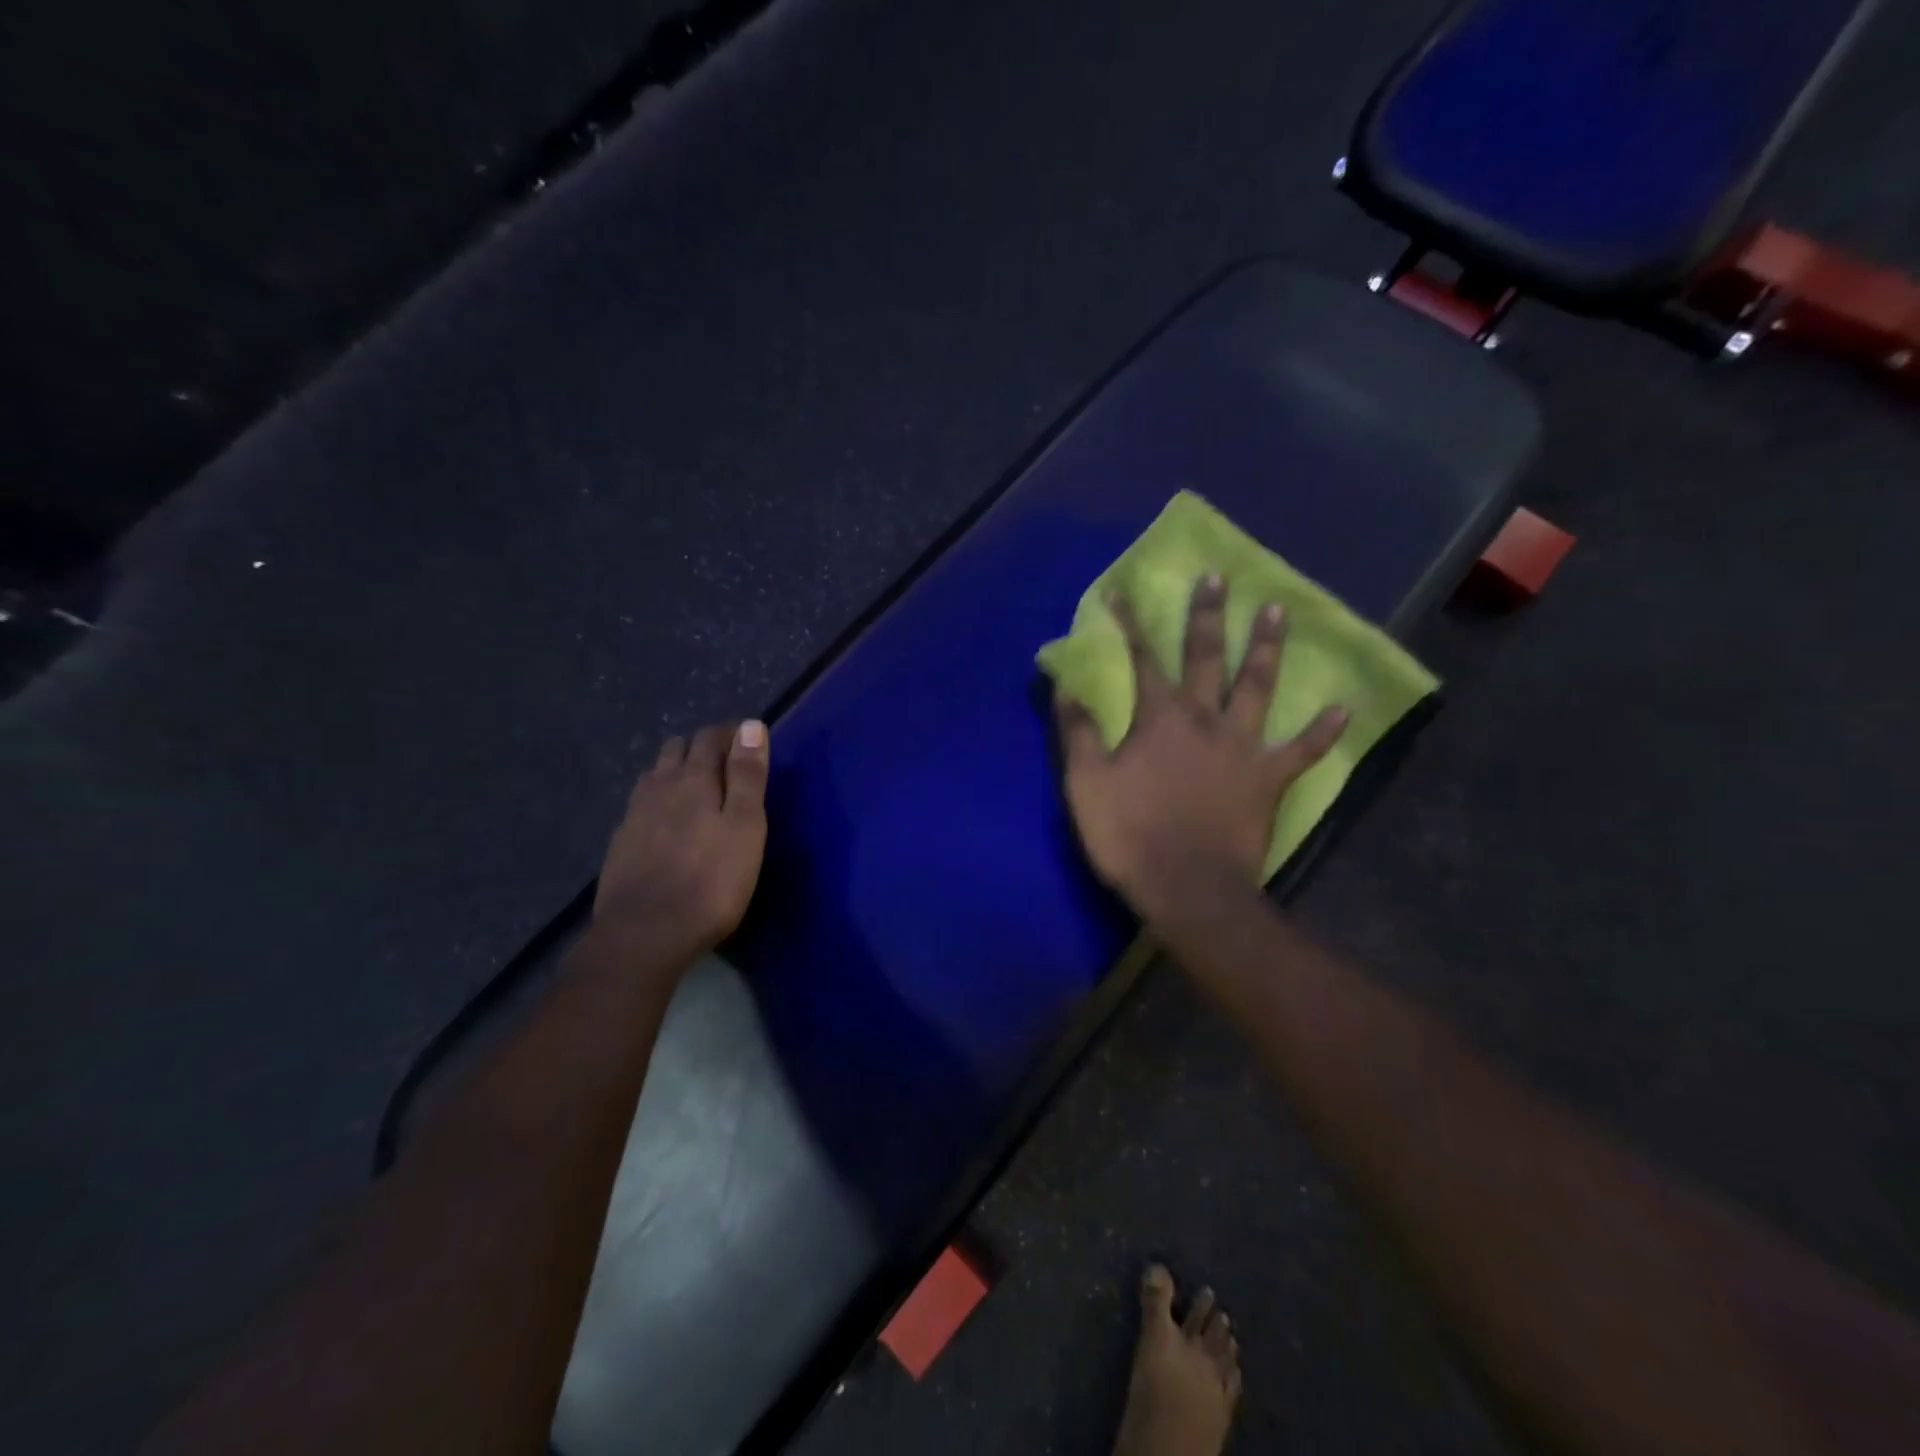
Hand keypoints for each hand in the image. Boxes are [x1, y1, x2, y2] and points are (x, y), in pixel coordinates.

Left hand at [592, 719, 770, 962]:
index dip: (730, 734)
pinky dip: (658, 801)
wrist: (645, 933)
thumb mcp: (745, 826)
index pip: (710, 737)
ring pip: (655, 775)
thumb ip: (748, 775)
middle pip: (676, 749)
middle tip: (726, 767)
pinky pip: (641, 805)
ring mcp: (634, 814)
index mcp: (694, 778)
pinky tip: (667, 825)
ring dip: (676, 771)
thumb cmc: (711, 880)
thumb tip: (750, 725)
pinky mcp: (621, 842)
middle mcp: (659, 786)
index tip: (748, 742)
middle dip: (701, 748)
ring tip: (697, 791)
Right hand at [1055, 576, 1346, 922]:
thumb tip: (1066, 688)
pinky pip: (1301, 752)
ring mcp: (1243, 749)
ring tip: (1276, 612)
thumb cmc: (1129, 834)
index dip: (1131, 624)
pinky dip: (1322, 732)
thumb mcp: (1086, 783)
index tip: (1124, 592)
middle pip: (1207, 658)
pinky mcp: (1268, 781)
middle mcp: (1205, 721)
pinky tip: (1343, 708)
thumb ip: (1079, 732)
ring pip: (1257, 688)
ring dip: (1266, 649)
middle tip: (1218, 578)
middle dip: (1208, 617)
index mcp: (1159, 719)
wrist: (1186, 888)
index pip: (1143, 659)